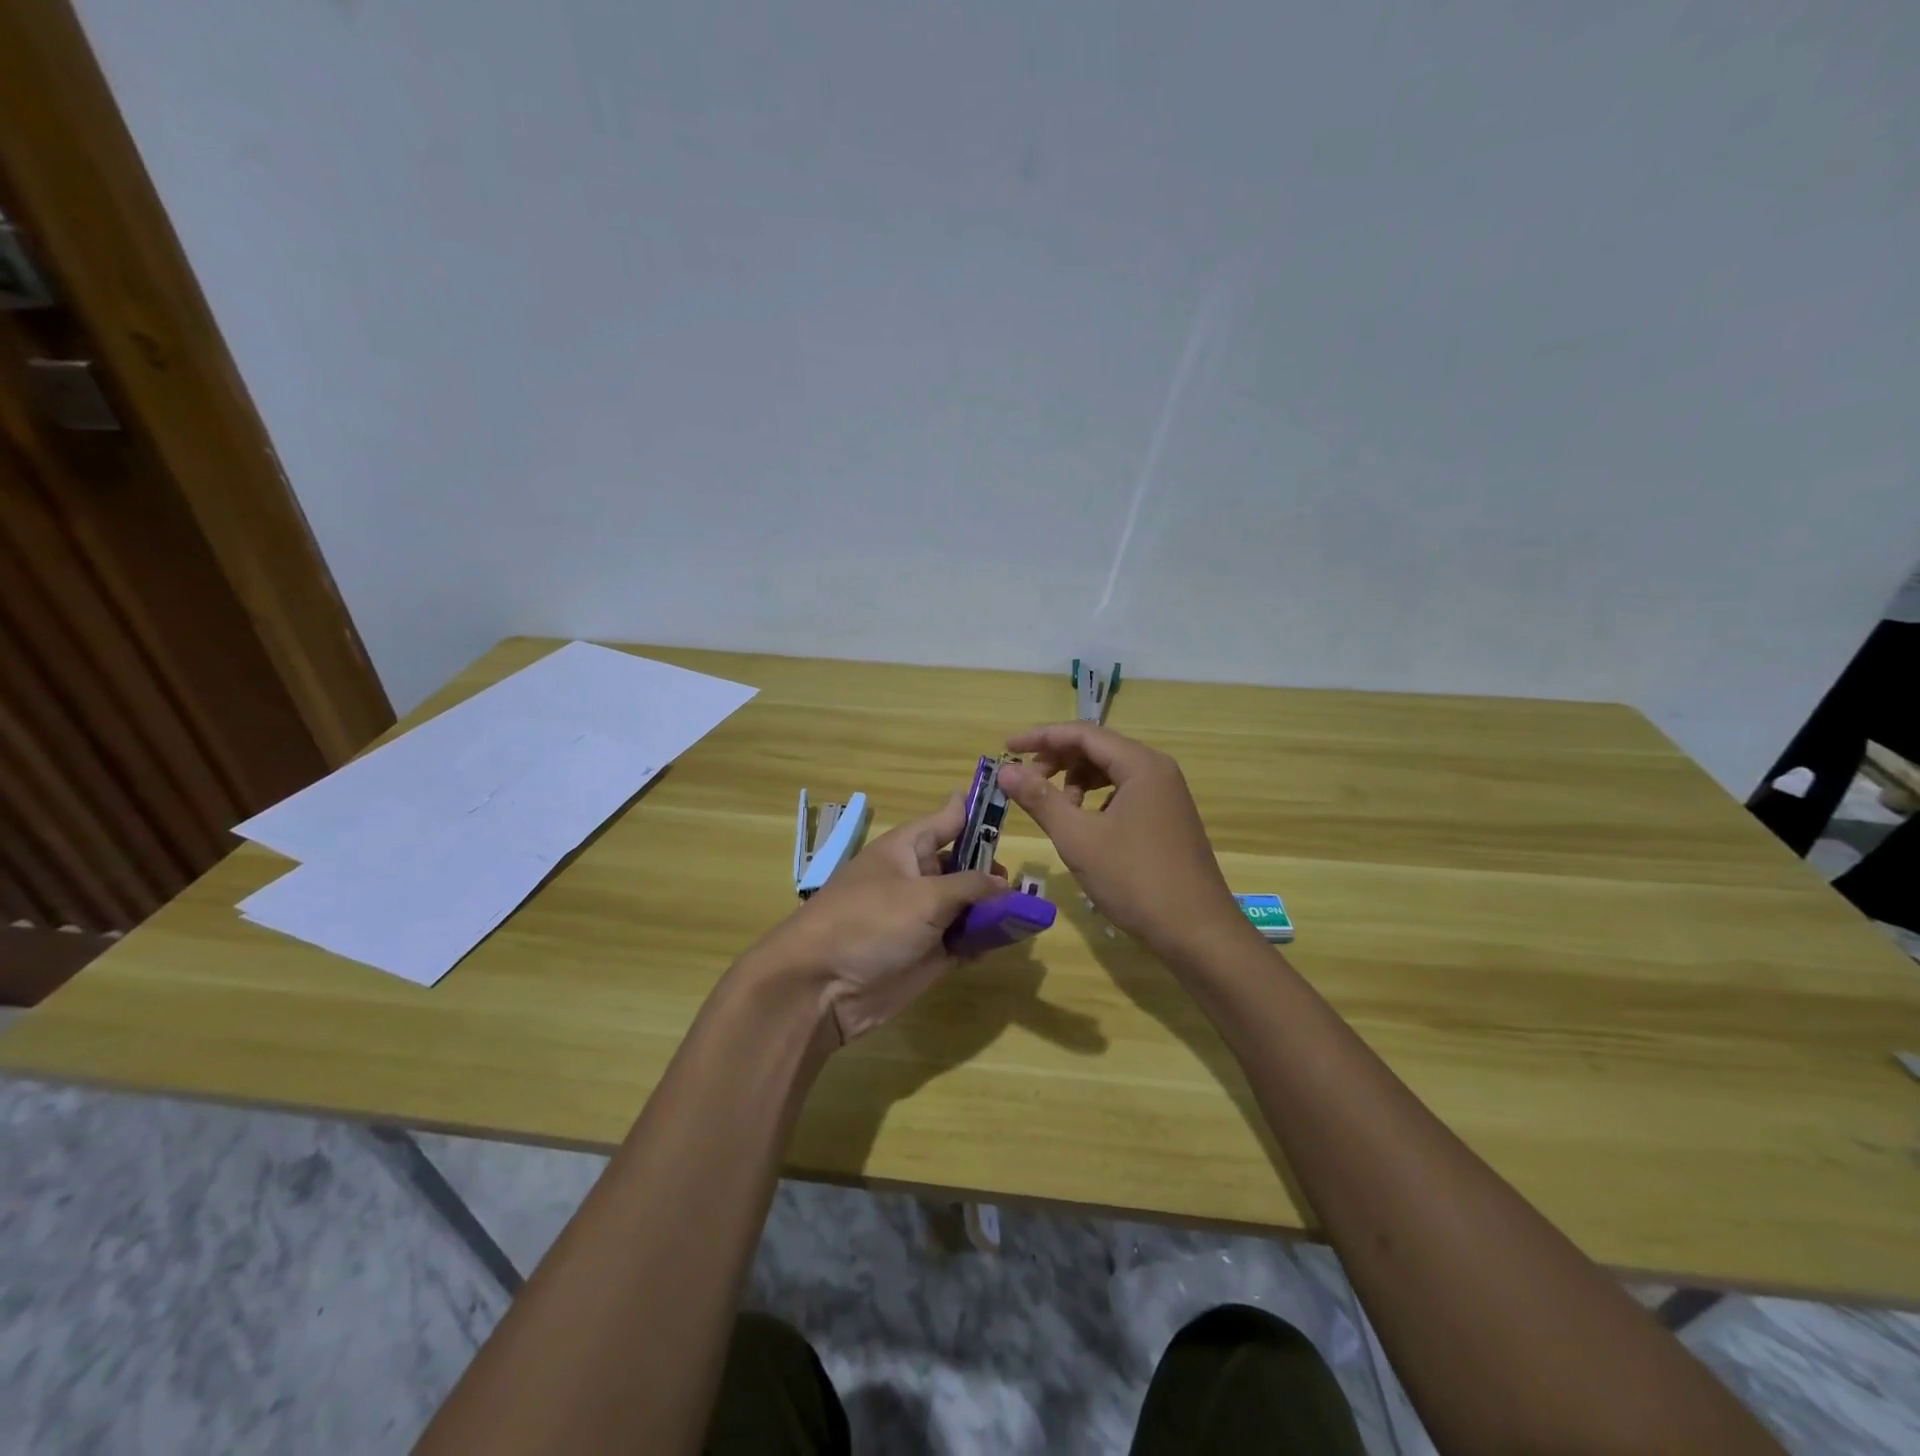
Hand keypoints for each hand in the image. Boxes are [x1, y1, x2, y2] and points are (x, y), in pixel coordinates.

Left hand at [747, 793, 1003, 1044]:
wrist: (821, 987)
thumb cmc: (869, 923)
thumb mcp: (923, 896)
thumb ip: (969, 885)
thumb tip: (1004, 882)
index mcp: (908, 848)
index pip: (949, 818)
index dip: (978, 810)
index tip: (1013, 801)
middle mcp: (918, 877)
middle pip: (965, 864)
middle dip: (995, 869)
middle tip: (1026, 882)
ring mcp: (924, 917)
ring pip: (969, 904)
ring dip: (995, 907)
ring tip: (1028, 911)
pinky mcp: (929, 954)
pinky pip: (965, 939)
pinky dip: (985, 938)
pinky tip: (1010, 938)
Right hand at [997, 723, 1246, 957]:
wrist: (1197, 932)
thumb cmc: (1135, 880)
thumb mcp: (1079, 839)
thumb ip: (1040, 799)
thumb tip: (1006, 771)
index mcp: (1141, 765)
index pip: (1083, 733)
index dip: (1041, 737)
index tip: (1007, 748)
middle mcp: (1157, 770)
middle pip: (1097, 748)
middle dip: (1057, 761)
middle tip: (1026, 784)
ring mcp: (1166, 795)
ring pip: (1110, 772)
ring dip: (1076, 782)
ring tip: (1055, 810)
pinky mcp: (1167, 818)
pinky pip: (1124, 793)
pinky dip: (1096, 800)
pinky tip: (1083, 825)